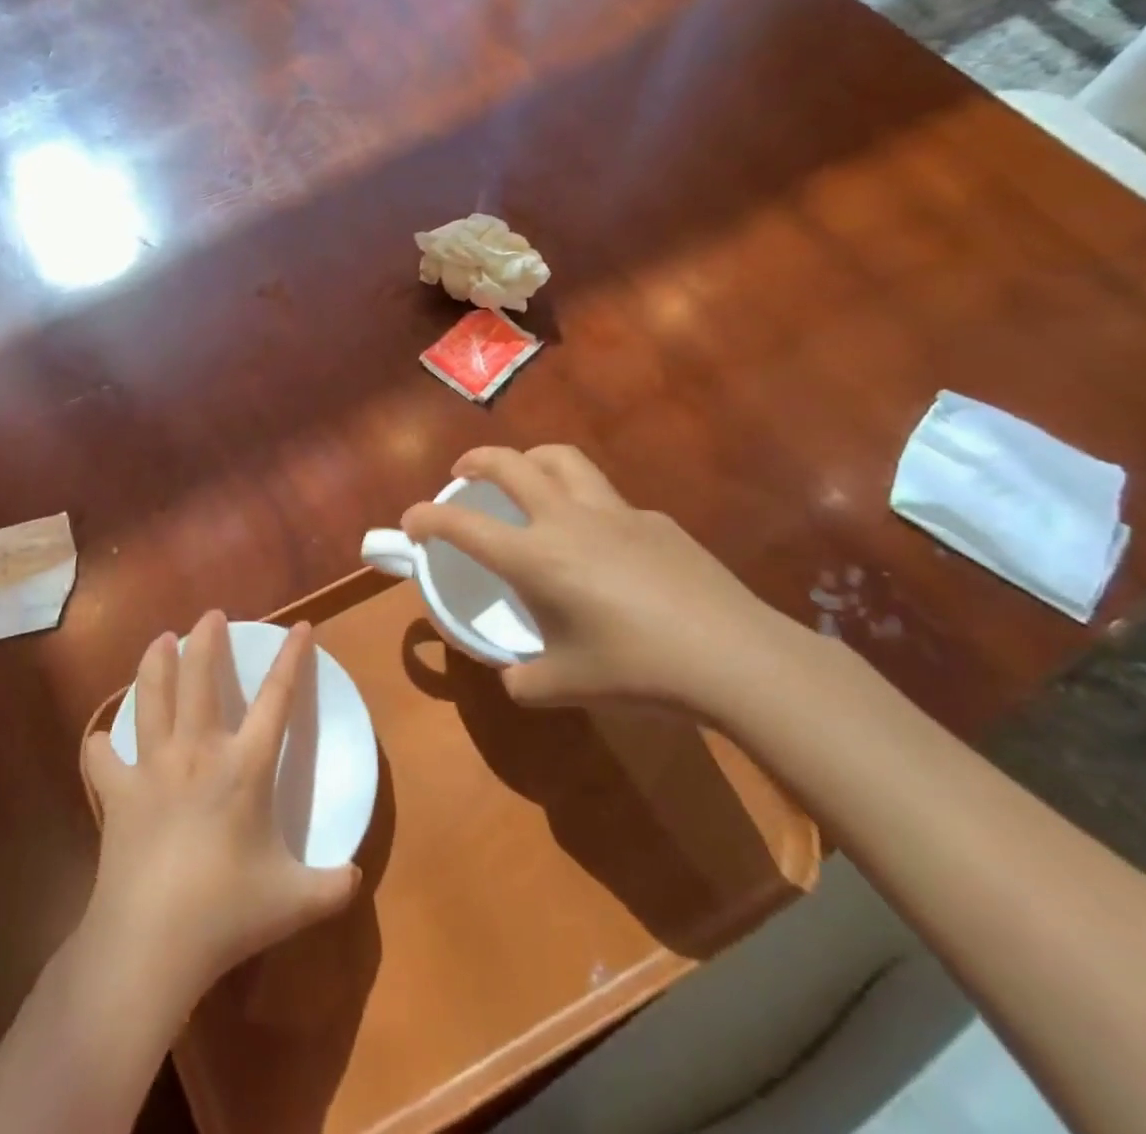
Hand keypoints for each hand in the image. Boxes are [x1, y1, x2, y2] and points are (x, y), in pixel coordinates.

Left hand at [80, 612, 360, 1002]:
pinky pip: (104, 758)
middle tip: (209, 615)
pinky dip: (102, 744)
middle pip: (200, 678)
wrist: (149, 943)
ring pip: (151, 697)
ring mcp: (152, 768)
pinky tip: (101, 739)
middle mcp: (197, 752)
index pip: (277, 699)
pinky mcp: (117, 793)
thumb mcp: (294, 902)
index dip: (291, 658)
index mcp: (244, 766)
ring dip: (155, 663)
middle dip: (206, 639)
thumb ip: (332, 885)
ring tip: (159, 639)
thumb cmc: (225, 913)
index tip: (300, 626)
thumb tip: (356, 875)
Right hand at [401, 445, 804, 717]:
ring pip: (562, 459)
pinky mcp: (655, 520)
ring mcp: (615, 512)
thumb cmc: (638, 671)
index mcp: (534, 557)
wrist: (734, 658)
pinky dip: (584, 504)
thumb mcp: (564, 686)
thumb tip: (513, 676)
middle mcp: (567, 520)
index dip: (426, 517)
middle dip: (475, 460)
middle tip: (464, 473)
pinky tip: (600, 543)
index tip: (411, 522)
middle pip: (510, 463)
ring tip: (524, 478)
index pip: (461, 524)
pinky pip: (607, 498)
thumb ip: (524, 679)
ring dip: (530, 459)